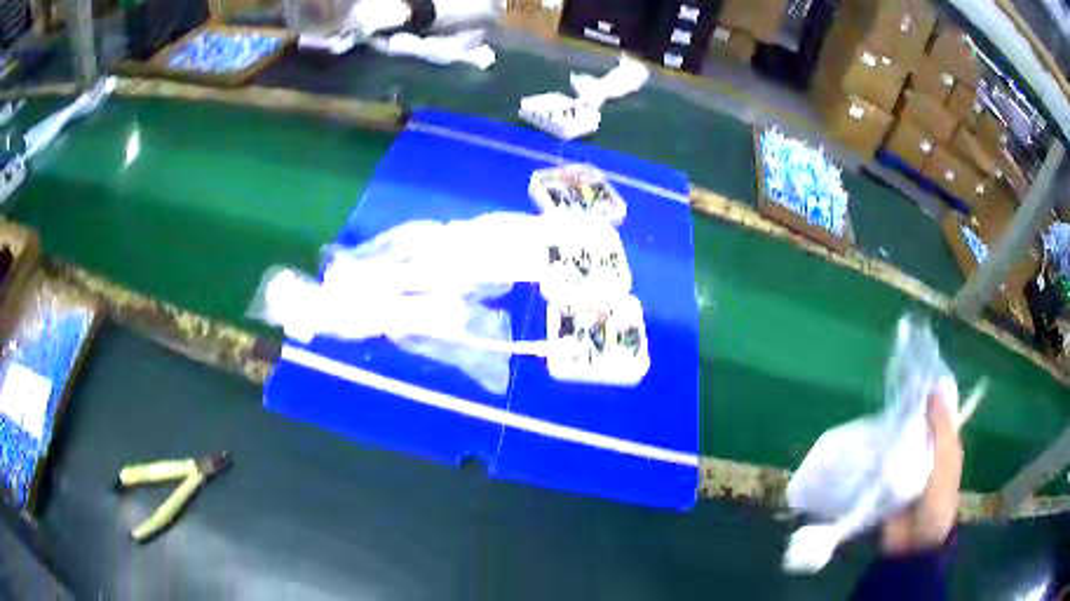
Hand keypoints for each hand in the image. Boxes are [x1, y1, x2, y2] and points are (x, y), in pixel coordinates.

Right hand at [881, 392, 962, 554]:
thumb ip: (940, 428)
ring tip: (872, 418)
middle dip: (902, 415)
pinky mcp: (885, 484)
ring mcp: (904, 469)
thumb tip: (933, 387)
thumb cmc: (938, 501)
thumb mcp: (946, 461)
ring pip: (895, 443)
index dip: (925, 398)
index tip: (909, 379)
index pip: (934, 415)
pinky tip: (864, 444)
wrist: (913, 546)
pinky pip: (880, 464)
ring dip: (887, 435)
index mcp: (943, 446)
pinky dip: (874, 456)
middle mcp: (924, 453)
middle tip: (887, 398)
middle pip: (913, 427)